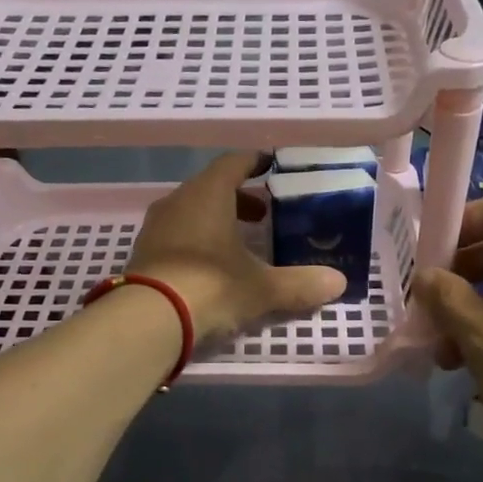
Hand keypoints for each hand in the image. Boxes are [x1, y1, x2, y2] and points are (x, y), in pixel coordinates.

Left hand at [127, 153, 346, 343]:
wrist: (148, 319)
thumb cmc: (211, 287)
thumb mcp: (262, 288)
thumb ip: (300, 284)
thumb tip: (338, 283)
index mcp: (208, 194)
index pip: (233, 163)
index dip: (254, 162)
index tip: (270, 165)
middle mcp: (178, 202)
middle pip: (211, 188)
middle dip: (238, 198)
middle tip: (262, 215)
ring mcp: (155, 228)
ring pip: (191, 212)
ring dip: (216, 221)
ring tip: (240, 243)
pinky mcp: (143, 254)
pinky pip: (176, 236)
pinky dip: (197, 241)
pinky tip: (211, 267)